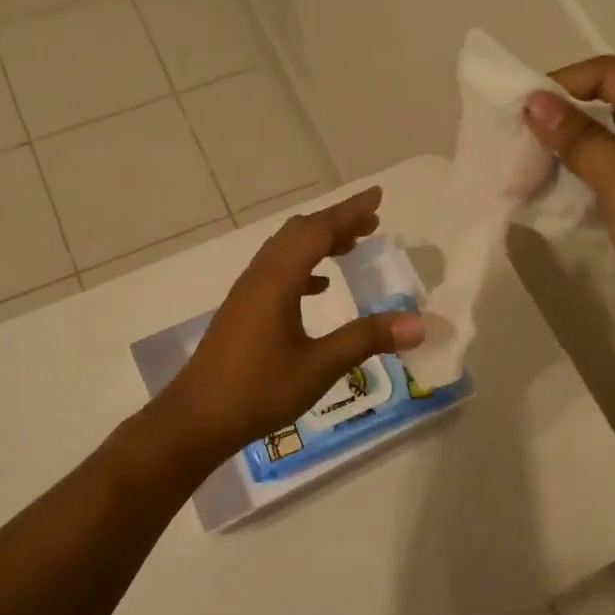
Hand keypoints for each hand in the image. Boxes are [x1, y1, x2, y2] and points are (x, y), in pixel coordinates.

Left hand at [155, 187, 425, 465]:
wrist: (197, 417)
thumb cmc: (259, 389)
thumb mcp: (319, 366)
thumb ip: (366, 339)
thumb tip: (417, 322)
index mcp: (277, 280)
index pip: (317, 231)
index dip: (349, 212)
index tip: (377, 196)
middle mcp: (260, 276)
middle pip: (299, 233)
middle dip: (336, 222)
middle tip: (371, 222)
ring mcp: (247, 292)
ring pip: (286, 251)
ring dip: (318, 243)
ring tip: (351, 247)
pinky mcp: (242, 310)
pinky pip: (277, 272)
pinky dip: (302, 268)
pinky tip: (319, 288)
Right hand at [523, 56, 614, 377]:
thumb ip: (580, 141)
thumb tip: (535, 101)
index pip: (610, 74)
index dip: (560, 85)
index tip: (515, 113)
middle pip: (613, 108)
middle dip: (562, 127)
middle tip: (515, 156)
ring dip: (574, 160)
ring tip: (528, 182)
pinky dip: (594, 186)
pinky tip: (564, 204)